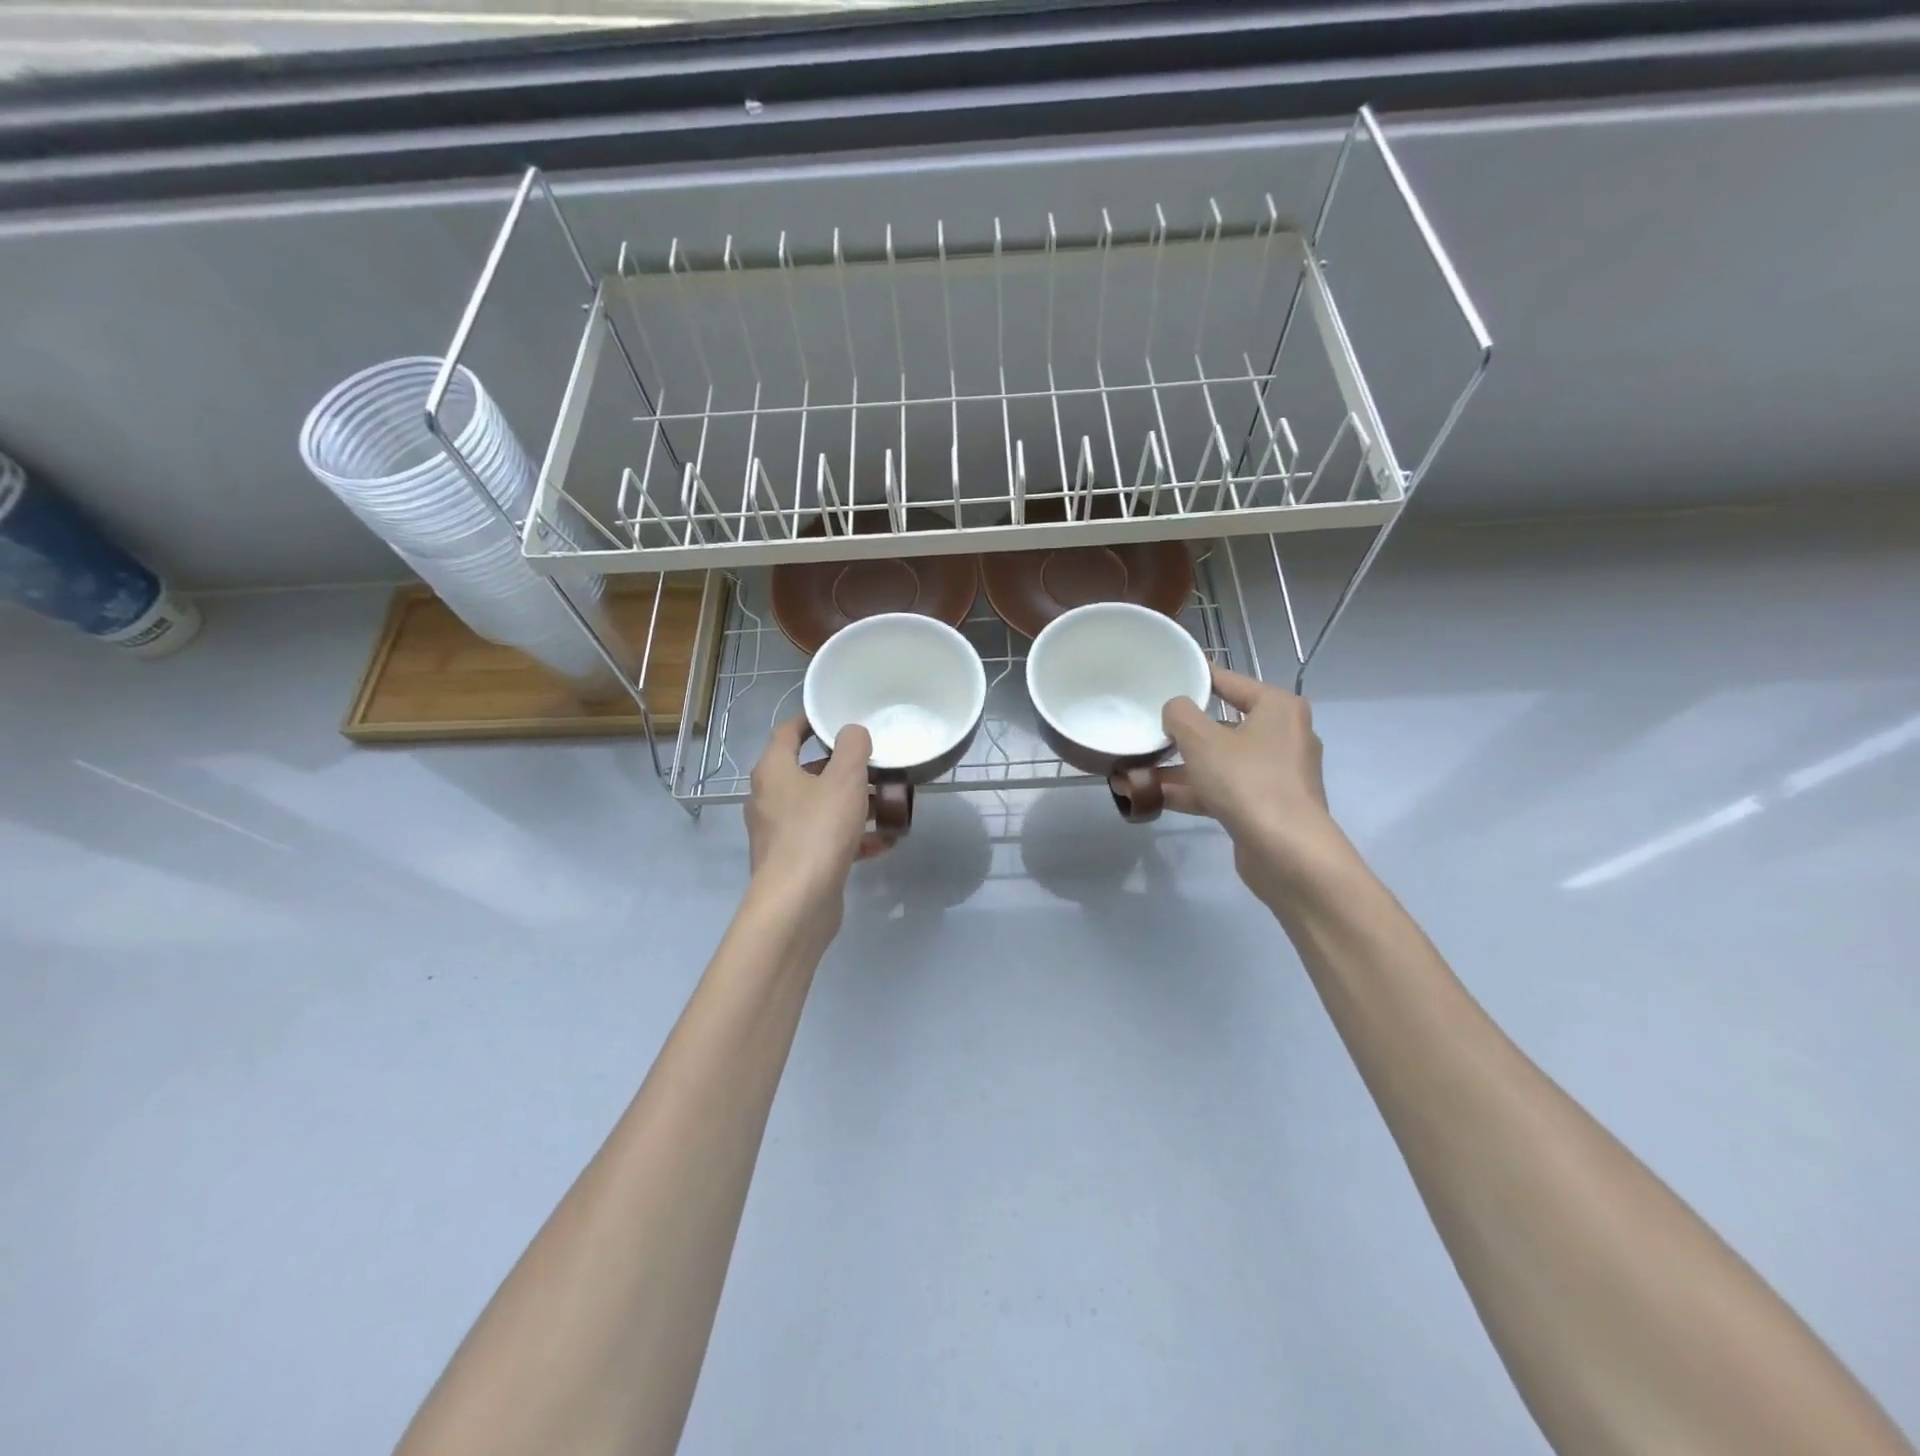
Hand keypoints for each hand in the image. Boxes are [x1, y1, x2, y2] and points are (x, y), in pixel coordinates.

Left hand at [744, 718, 885, 919]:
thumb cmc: (818, 831)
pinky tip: (884, 843)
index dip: (811, 721)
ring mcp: (781, 833)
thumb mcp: (845, 779)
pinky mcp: (796, 861)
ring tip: (890, 806)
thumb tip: (852, 732)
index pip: (788, 733)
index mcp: (774, 771)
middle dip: (845, 769)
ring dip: (855, 805)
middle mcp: (770, 798)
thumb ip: (852, 748)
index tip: (838, 718)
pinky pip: (827, 839)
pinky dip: (853, 837)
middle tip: (877, 765)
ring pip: (821, 808)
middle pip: (809, 772)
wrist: (797, 903)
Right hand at [1161, 666, 1343, 898]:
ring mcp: (1274, 774)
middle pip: (1221, 724)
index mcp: (1277, 707)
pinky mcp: (1263, 806)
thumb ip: (1180, 715)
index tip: (1163, 676)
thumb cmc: (1247, 781)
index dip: (1195, 678)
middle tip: (1145, 727)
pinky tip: (1150, 796)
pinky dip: (1190, 791)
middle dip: (1180, 732)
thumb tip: (1174, 710)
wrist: (1286, 852)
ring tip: (1134, 769)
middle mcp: (1282, 735)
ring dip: (1177, 767)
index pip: (1229, 681)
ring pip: (1217, 761)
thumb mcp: (1202, 739)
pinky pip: (1220, 789)